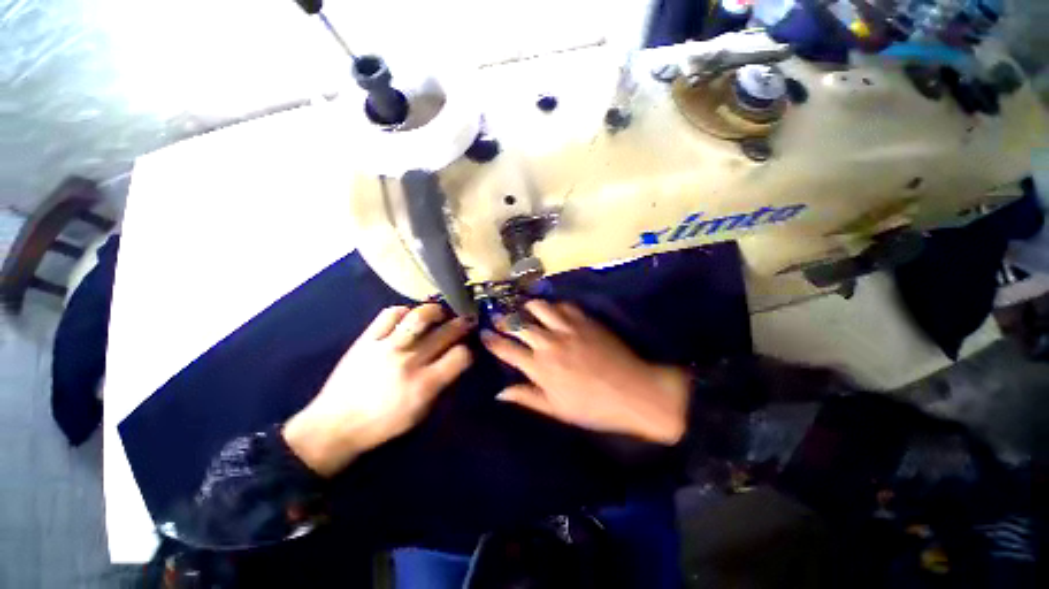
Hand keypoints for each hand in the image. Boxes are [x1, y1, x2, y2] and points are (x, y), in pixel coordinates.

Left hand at [283, 304, 472, 476]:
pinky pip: (389, 314)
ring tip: (440, 313)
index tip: (466, 350)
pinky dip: (404, 311)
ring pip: (420, 316)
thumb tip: (454, 362)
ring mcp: (387, 347)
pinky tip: (409, 316)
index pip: (460, 356)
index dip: (468, 351)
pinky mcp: (367, 339)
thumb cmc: (382, 425)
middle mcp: (410, 361)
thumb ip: (440, 385)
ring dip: (436, 311)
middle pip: (446, 332)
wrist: (335, 425)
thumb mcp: (419, 414)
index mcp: (425, 384)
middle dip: (462, 324)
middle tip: (466, 321)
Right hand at [482, 301, 689, 444]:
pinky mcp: (584, 319)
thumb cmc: (592, 407)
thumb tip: (500, 392)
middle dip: (504, 320)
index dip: (492, 340)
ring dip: (527, 307)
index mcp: (539, 367)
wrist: (633, 391)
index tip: (483, 334)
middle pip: (518, 323)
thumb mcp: (556, 409)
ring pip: (538, 307)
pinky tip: (552, 310)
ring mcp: (567, 327)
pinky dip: (553, 306)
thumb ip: (527, 397)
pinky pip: (563, 305)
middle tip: (499, 318)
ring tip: (524, 310)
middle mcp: (548, 342)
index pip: (506, 349)